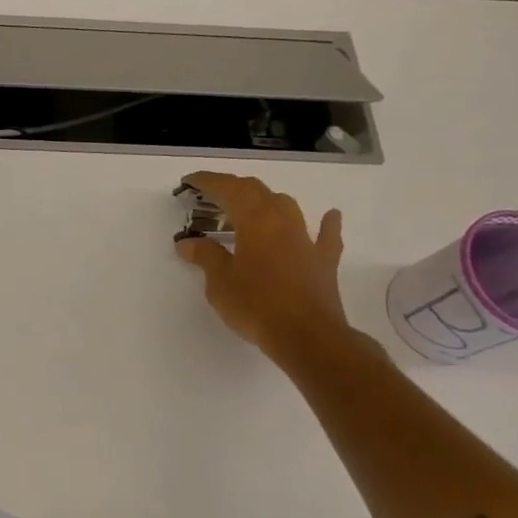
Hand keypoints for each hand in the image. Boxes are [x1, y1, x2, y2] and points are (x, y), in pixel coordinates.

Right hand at [175, 172, 349, 362]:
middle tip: (211, 195)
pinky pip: (325, 234)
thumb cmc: (256, 306)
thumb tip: (187, 242)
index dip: (208, 182)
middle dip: (232, 188)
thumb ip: (205, 257)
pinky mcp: (323, 260)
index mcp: (255, 221)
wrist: (306, 336)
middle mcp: (282, 221)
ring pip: (286, 206)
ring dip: (265, 201)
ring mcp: (307, 239)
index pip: (229, 189)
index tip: (189, 182)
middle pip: (257, 191)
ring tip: (249, 208)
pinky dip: (325, 223)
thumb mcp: (220, 282)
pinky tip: (329, 215)